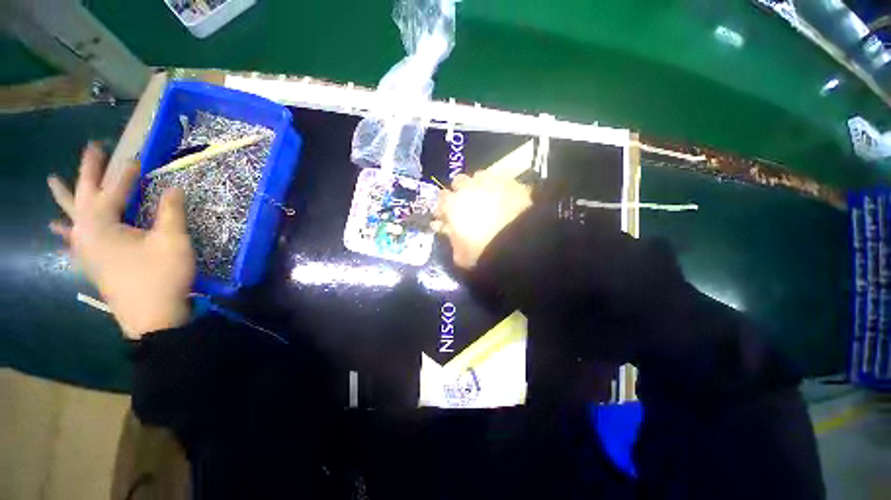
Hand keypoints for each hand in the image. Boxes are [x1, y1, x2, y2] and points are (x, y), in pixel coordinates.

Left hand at [48, 142, 194, 338]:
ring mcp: (84, 250)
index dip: (126, 173)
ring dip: (66, 197)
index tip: (137, 158)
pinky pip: (72, 240)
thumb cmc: (162, 276)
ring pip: (71, 216)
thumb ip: (171, 212)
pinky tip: (57, 229)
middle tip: (92, 149)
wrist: (151, 318)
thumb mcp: (173, 241)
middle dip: (88, 171)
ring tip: (52, 181)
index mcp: (101, 224)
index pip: (113, 189)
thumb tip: (173, 188)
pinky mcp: (90, 263)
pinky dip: (64, 231)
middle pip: (84, 195)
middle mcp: (85, 233)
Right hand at [435, 171, 531, 268]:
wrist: (518, 242)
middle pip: (459, 181)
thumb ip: (452, 240)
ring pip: (480, 176)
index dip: (444, 206)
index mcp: (452, 205)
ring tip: (486, 197)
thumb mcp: (461, 255)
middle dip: (460, 190)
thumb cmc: (484, 251)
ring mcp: (491, 181)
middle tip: (466, 203)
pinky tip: (504, 197)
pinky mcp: (511, 182)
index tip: (447, 214)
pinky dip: (499, 186)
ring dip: (479, 185)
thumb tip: (449, 231)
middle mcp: (468, 188)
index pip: (441, 198)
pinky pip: (501, 179)